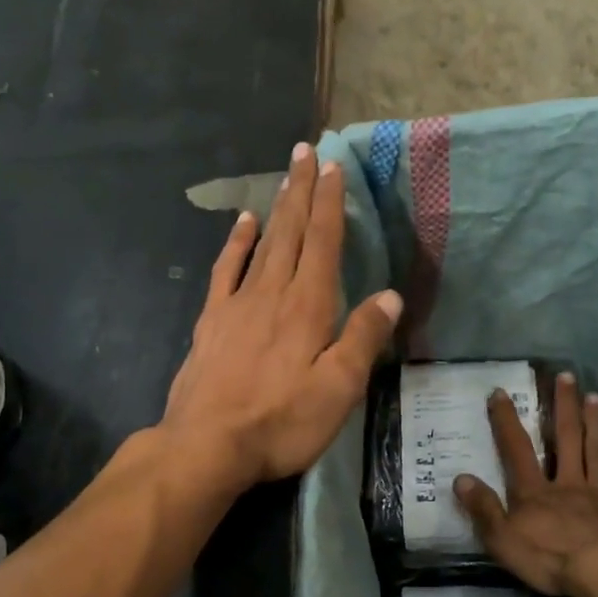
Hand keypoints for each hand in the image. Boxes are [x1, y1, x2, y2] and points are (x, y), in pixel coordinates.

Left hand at [162, 143, 401, 489]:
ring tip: (284, 176)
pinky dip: (236, 243)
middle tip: (306, 151)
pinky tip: (243, 224)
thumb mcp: (338, 389)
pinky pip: (226, 270)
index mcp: (308, 307)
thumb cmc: (282, 422)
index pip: (323, 243)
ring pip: (262, 244)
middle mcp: (272, 293)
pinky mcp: (212, 322)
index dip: (329, 203)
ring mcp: (237, 304)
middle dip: (301, 190)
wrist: (207, 445)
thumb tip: (389, 295)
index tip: (333, 166)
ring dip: (276, 208)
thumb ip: (363, 338)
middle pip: (291, 232)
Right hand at [454, 371, 597, 596]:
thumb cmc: (549, 558)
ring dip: (594, 422)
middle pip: (565, 439)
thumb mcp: (502, 539)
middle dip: (563, 407)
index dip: (506, 420)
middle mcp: (566, 482)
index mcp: (534, 491)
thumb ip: (483, 509)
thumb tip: (460, 478)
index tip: (500, 393)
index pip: (516, 449)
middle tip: (567, 376)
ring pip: (595, 451)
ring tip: (595, 396)